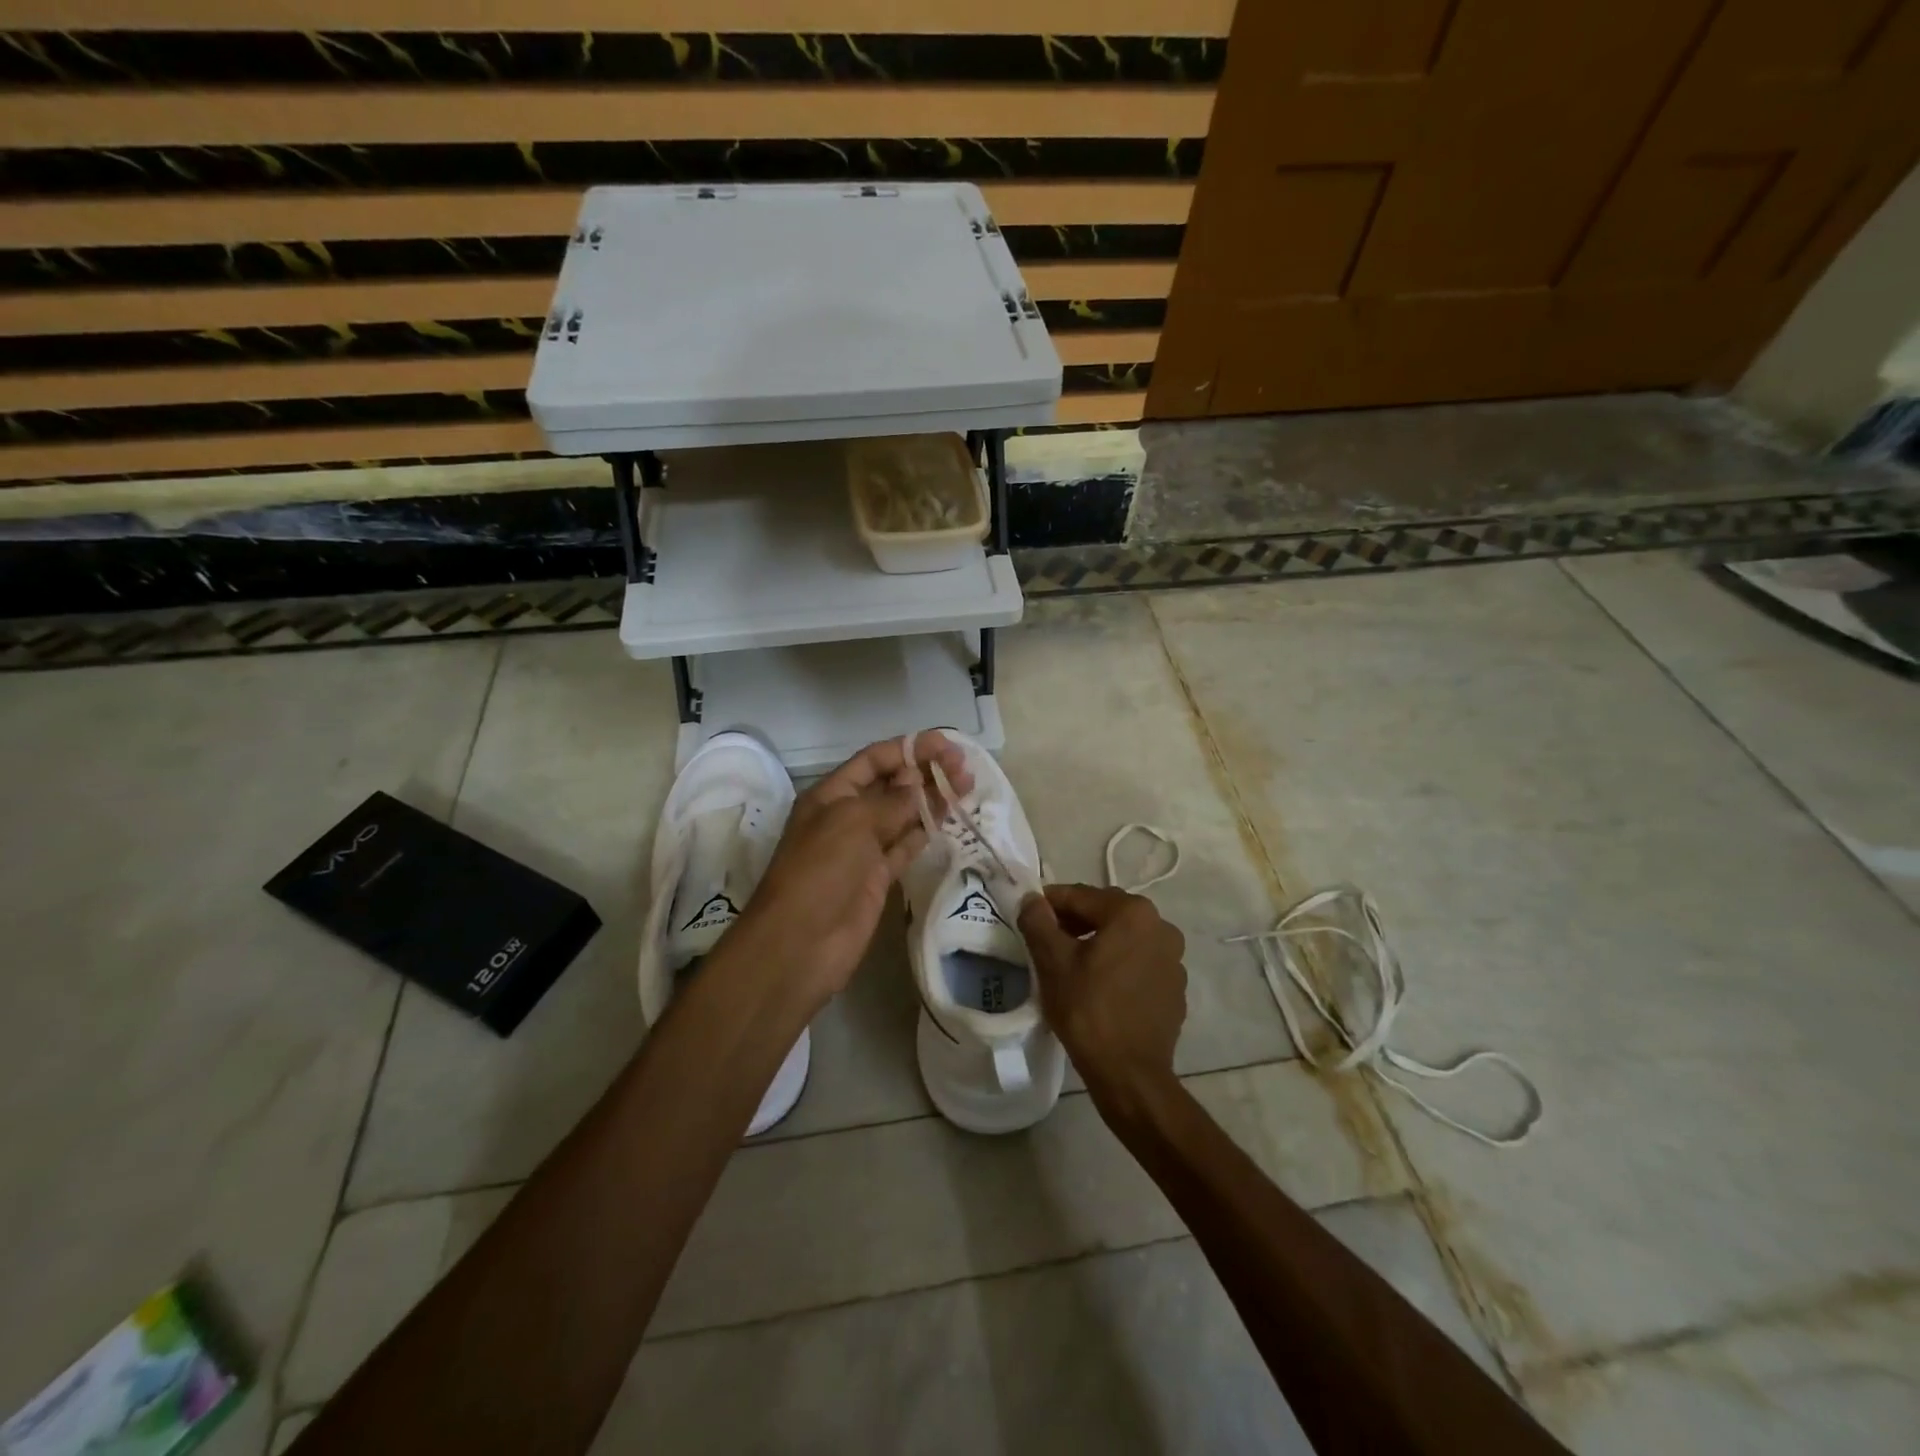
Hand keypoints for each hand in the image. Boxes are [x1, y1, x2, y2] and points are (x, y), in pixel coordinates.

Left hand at [734, 731, 972, 1003]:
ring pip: (903, 815)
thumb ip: (894, 802)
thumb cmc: (820, 871)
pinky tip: (951, 818)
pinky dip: (927, 831)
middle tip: (965, 768)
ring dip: (932, 799)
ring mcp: (863, 848)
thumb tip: (922, 783)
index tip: (947, 744)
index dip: (909, 748)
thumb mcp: (854, 823)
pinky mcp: (878, 877)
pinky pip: (906, 846)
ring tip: (967, 787)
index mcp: (831, 794)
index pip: (874, 760)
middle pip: (891, 785)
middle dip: (925, 772)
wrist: (800, 943)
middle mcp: (847, 816)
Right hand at [1020, 885, 1187, 1113]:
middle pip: (1106, 913)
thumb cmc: (1087, 1009)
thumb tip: (1031, 899)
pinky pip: (1140, 963)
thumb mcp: (1052, 962)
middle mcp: (1161, 927)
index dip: (1050, 903)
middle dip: (1075, 921)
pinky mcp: (1175, 987)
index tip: (1029, 915)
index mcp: (1133, 913)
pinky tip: (1100, 986)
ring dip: (1098, 942)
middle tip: (1046, 940)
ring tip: (1071, 964)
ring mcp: (1174, 959)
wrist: (1129, 1074)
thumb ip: (1038, 921)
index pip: (1081, 896)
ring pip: (1125, 938)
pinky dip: (1118, 964)